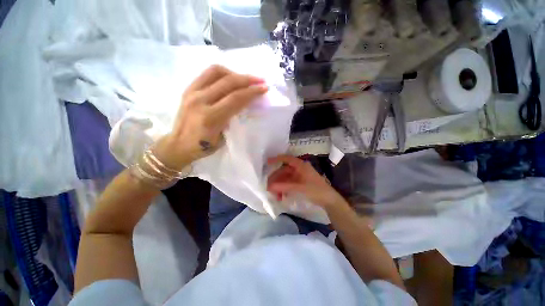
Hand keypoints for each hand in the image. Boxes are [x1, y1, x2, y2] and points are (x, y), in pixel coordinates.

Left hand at [153, 65, 267, 169]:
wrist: (178, 145)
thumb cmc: (203, 147)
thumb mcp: (223, 138)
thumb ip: (233, 119)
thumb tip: (245, 105)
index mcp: (211, 118)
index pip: (236, 99)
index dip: (252, 92)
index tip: (264, 88)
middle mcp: (201, 101)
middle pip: (228, 83)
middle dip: (248, 80)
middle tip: (260, 80)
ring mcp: (192, 92)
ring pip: (217, 72)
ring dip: (235, 73)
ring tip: (245, 79)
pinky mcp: (188, 89)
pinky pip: (208, 74)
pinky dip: (223, 73)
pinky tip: (230, 78)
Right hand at [267, 155, 347, 209]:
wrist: (329, 200)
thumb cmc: (316, 191)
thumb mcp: (300, 188)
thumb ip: (285, 187)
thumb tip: (270, 187)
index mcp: (301, 166)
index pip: (287, 159)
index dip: (277, 159)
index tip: (267, 162)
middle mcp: (299, 169)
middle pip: (284, 171)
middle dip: (276, 179)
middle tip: (268, 188)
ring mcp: (299, 176)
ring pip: (285, 178)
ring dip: (279, 186)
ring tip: (275, 196)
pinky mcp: (300, 183)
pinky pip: (289, 184)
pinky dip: (284, 189)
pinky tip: (281, 196)